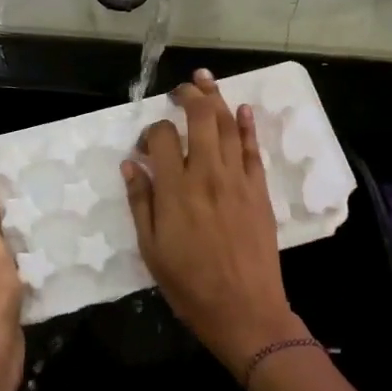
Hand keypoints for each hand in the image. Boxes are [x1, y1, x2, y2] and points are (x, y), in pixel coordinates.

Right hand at [123, 70, 303, 375]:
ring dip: (216, 98)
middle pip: (200, 119)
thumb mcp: (152, 249)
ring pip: (227, 126)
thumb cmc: (190, 285)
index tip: (145, 146)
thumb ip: (141, 203)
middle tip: (180, 89)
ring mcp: (238, 180)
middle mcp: (207, 174)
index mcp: (176, 189)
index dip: (150, 132)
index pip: (161, 138)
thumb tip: (131, 164)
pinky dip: (247, 126)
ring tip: (205, 79)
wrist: (245, 311)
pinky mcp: (260, 191)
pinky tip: (242, 109)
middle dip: (189, 96)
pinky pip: (253, 150)